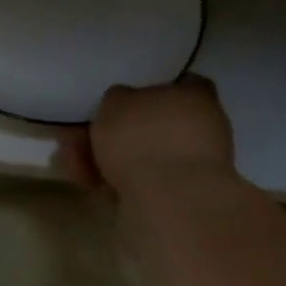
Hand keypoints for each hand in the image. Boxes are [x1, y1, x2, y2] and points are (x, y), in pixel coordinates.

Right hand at [58, 78, 235, 194]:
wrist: (171, 203)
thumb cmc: (144, 138)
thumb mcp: (116, 102)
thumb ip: (119, 98)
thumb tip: (123, 101)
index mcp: (197, 94)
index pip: (177, 83)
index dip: (146, 90)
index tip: (119, 102)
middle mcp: (205, 127)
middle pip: (156, 124)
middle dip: (119, 132)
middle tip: (84, 138)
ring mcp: (197, 166)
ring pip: (147, 156)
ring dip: (113, 159)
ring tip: (79, 166)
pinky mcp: (183, 197)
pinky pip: (145, 182)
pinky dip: (121, 182)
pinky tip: (94, 184)